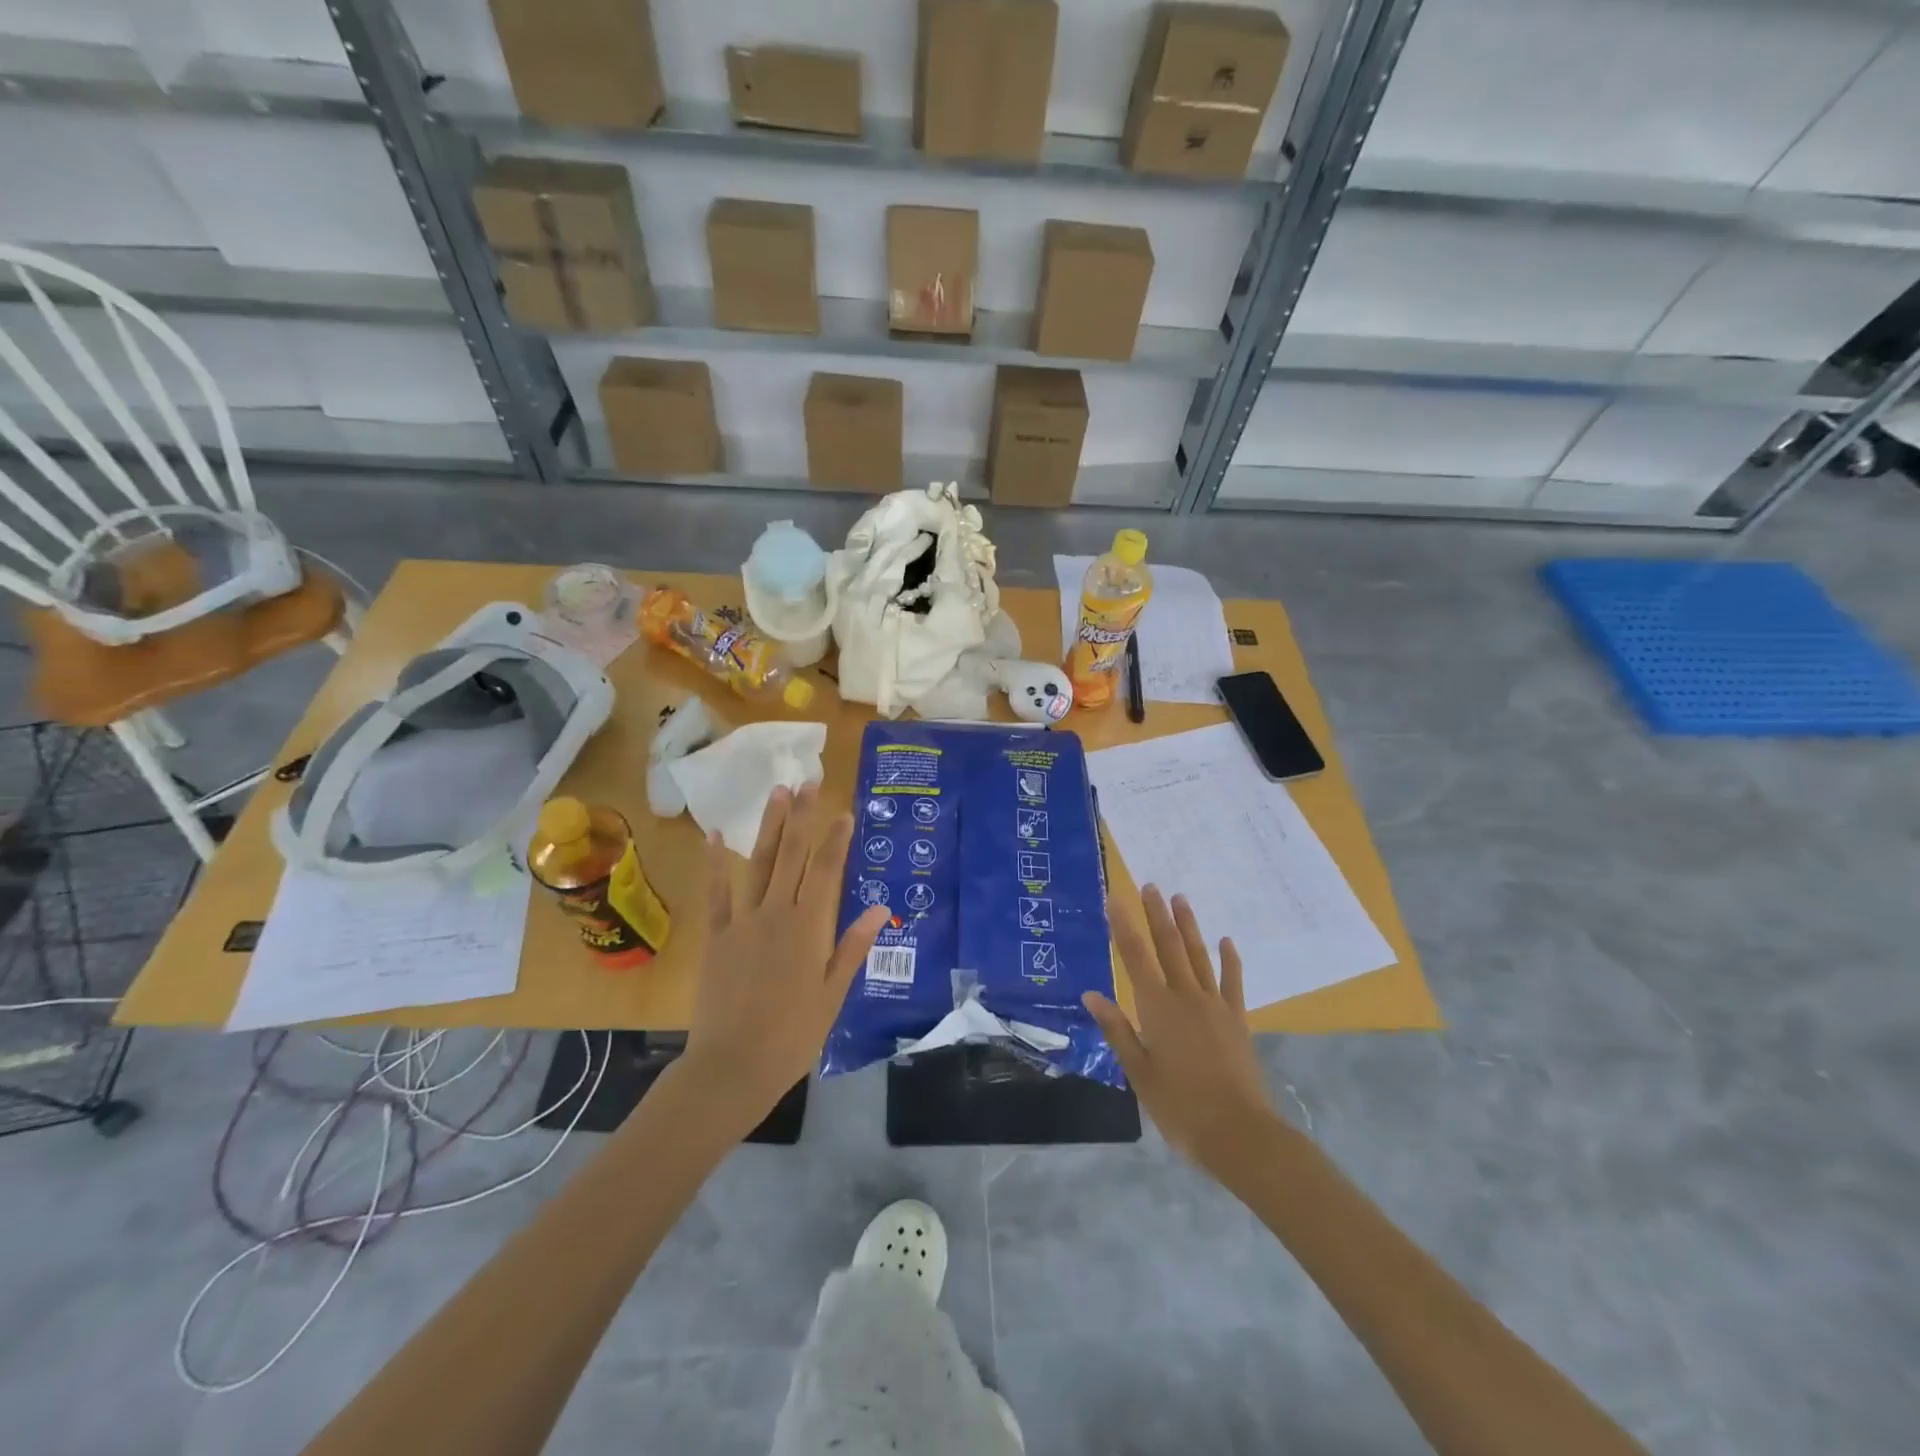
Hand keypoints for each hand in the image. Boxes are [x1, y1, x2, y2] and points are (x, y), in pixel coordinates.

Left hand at [679, 784, 888, 1137]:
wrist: (732, 1066)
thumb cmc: (792, 1035)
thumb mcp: (833, 994)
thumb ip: (852, 947)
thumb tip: (879, 909)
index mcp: (810, 928)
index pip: (827, 871)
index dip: (837, 839)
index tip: (844, 811)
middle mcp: (777, 913)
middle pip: (792, 855)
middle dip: (802, 815)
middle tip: (807, 780)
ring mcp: (743, 921)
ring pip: (759, 863)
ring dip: (769, 826)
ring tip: (776, 792)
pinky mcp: (718, 935)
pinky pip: (717, 892)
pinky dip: (716, 864)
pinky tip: (716, 837)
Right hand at [1083, 887, 1280, 1179]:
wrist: (1239, 1133)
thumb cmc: (1179, 1106)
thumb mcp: (1138, 1072)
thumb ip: (1117, 1030)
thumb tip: (1092, 995)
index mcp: (1157, 1008)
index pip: (1135, 956)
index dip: (1124, 925)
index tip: (1116, 897)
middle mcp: (1185, 996)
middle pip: (1169, 946)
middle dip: (1157, 914)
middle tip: (1150, 885)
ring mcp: (1214, 1006)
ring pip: (1198, 956)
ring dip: (1188, 926)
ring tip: (1180, 898)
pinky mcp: (1236, 1020)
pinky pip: (1232, 982)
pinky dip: (1229, 960)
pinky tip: (1226, 941)